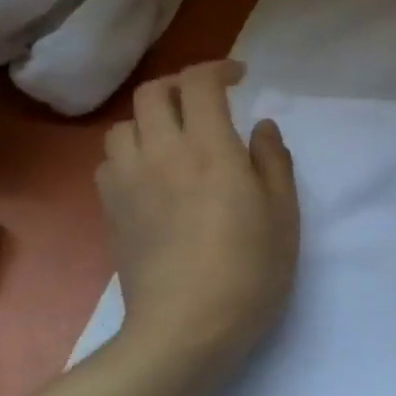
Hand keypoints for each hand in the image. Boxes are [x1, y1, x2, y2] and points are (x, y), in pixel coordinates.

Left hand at [97, 59, 299, 369]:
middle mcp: (161, 153)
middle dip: (182, 85)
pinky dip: (132, 152)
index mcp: (210, 149)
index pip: (199, 84)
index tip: (240, 77)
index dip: (218, 69)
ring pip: (125, 125)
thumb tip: (261, 127)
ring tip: (178, 137)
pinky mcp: (111, 210)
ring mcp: (128, 182)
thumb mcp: (284, 213)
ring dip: (152, 119)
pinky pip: (111, 160)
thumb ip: (273, 161)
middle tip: (209, 101)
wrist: (187, 327)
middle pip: (154, 93)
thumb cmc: (251, 269)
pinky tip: (154, 174)